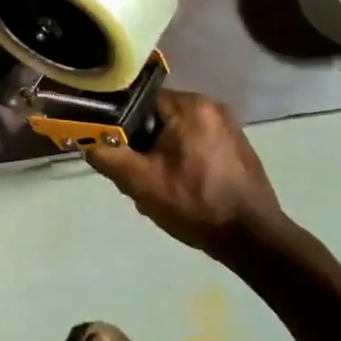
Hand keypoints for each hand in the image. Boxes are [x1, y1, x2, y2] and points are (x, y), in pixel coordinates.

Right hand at [84, 90, 292, 260]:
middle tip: (137, 174)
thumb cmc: (194, 203)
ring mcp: (229, 126)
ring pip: (176, 132)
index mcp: (188, 106)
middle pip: (158, 117)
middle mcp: (211, 106)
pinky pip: (197, 143)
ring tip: (159, 185)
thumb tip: (87, 143)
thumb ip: (106, 156)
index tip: (118, 152)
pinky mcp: (238, 146)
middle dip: (143, 144)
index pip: (139, 101)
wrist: (253, 239)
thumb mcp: (139, 182)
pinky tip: (182, 187)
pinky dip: (184, 159)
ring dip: (162, 154)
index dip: (122, 126)